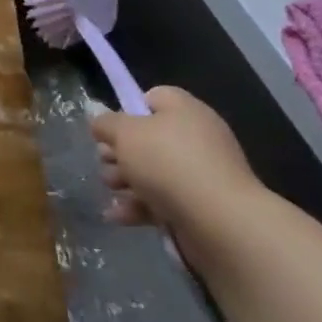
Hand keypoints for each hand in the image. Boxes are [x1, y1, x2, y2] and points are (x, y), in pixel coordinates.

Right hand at [89, 86, 262, 238]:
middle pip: (148, 138)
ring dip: (126, 180)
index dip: (128, 110)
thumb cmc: (169, 163)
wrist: (220, 223)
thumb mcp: (125, 133)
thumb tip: (101, 123)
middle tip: (105, 162)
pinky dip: (140, 206)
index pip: (153, 98)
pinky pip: (164, 200)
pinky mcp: (201, 208)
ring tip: (112, 189)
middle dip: (120, 152)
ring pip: (153, 171)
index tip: (111, 129)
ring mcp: (201, 175)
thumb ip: (106, 124)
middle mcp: (196, 138)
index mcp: (184, 110)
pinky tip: (117, 216)